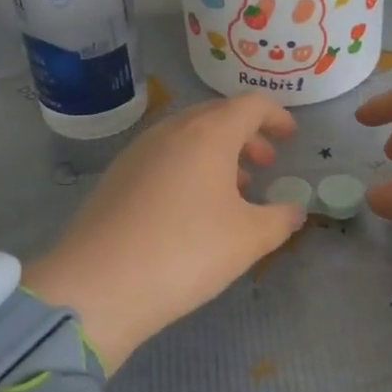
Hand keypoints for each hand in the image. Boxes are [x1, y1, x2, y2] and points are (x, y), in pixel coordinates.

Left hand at [23, 95, 303, 367]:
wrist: (96, 286)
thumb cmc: (186, 252)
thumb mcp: (248, 240)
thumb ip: (280, 219)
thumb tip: (294, 210)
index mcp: (208, 133)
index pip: (250, 105)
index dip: (276, 116)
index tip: (291, 136)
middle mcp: (171, 131)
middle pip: (217, 116)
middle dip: (247, 135)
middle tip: (265, 163)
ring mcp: (138, 152)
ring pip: (188, 137)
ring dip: (217, 153)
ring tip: (234, 189)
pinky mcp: (116, 177)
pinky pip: (164, 157)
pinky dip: (189, 168)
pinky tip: (192, 207)